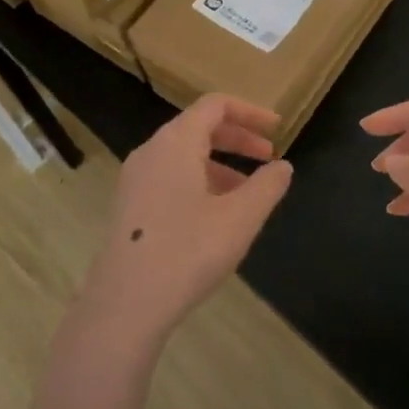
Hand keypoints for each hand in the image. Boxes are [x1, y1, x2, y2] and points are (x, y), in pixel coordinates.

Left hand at [76, 94, 294, 348]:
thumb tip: (283, 166)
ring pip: (184, 155)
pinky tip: (216, 215)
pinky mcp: (129, 205)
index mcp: (176, 141)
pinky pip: (170, 177)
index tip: (277, 129)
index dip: (250, 112)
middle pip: (199, 127)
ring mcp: (135, 178)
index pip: (215, 105)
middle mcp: (151, 150)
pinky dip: (199, 181)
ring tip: (248, 192)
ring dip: (220, 164)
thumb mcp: (241, 218)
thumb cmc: (188, 251)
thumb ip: (267, 186)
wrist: (125, 303)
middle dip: (238, 138)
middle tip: (269, 158)